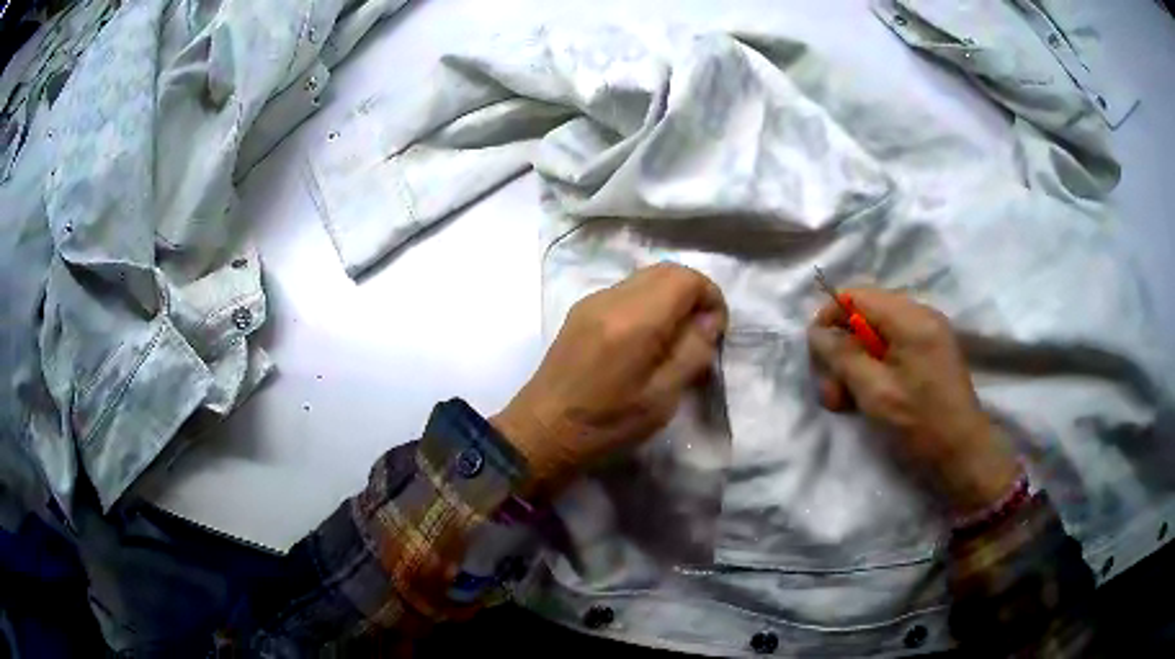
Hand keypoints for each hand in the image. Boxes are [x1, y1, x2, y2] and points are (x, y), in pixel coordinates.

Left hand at [493, 263, 727, 498]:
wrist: (543, 431)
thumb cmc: (607, 424)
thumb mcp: (662, 397)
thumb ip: (693, 352)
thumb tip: (708, 320)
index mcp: (635, 320)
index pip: (685, 278)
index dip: (710, 296)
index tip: (716, 329)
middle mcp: (611, 298)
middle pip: (665, 270)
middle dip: (692, 293)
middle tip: (700, 331)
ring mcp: (592, 301)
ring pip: (644, 278)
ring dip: (669, 297)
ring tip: (674, 337)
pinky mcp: (580, 311)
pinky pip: (624, 291)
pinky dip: (646, 302)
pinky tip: (645, 338)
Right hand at [807, 288, 1019, 515]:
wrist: (963, 453)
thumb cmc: (920, 423)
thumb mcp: (874, 392)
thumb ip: (842, 356)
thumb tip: (816, 332)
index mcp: (910, 319)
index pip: (856, 296)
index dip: (829, 319)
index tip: (817, 355)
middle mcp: (921, 316)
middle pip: (864, 316)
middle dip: (843, 351)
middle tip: (833, 393)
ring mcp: (929, 334)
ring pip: (876, 335)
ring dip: (856, 365)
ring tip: (847, 402)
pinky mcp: (931, 353)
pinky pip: (893, 348)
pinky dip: (875, 369)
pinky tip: (870, 397)